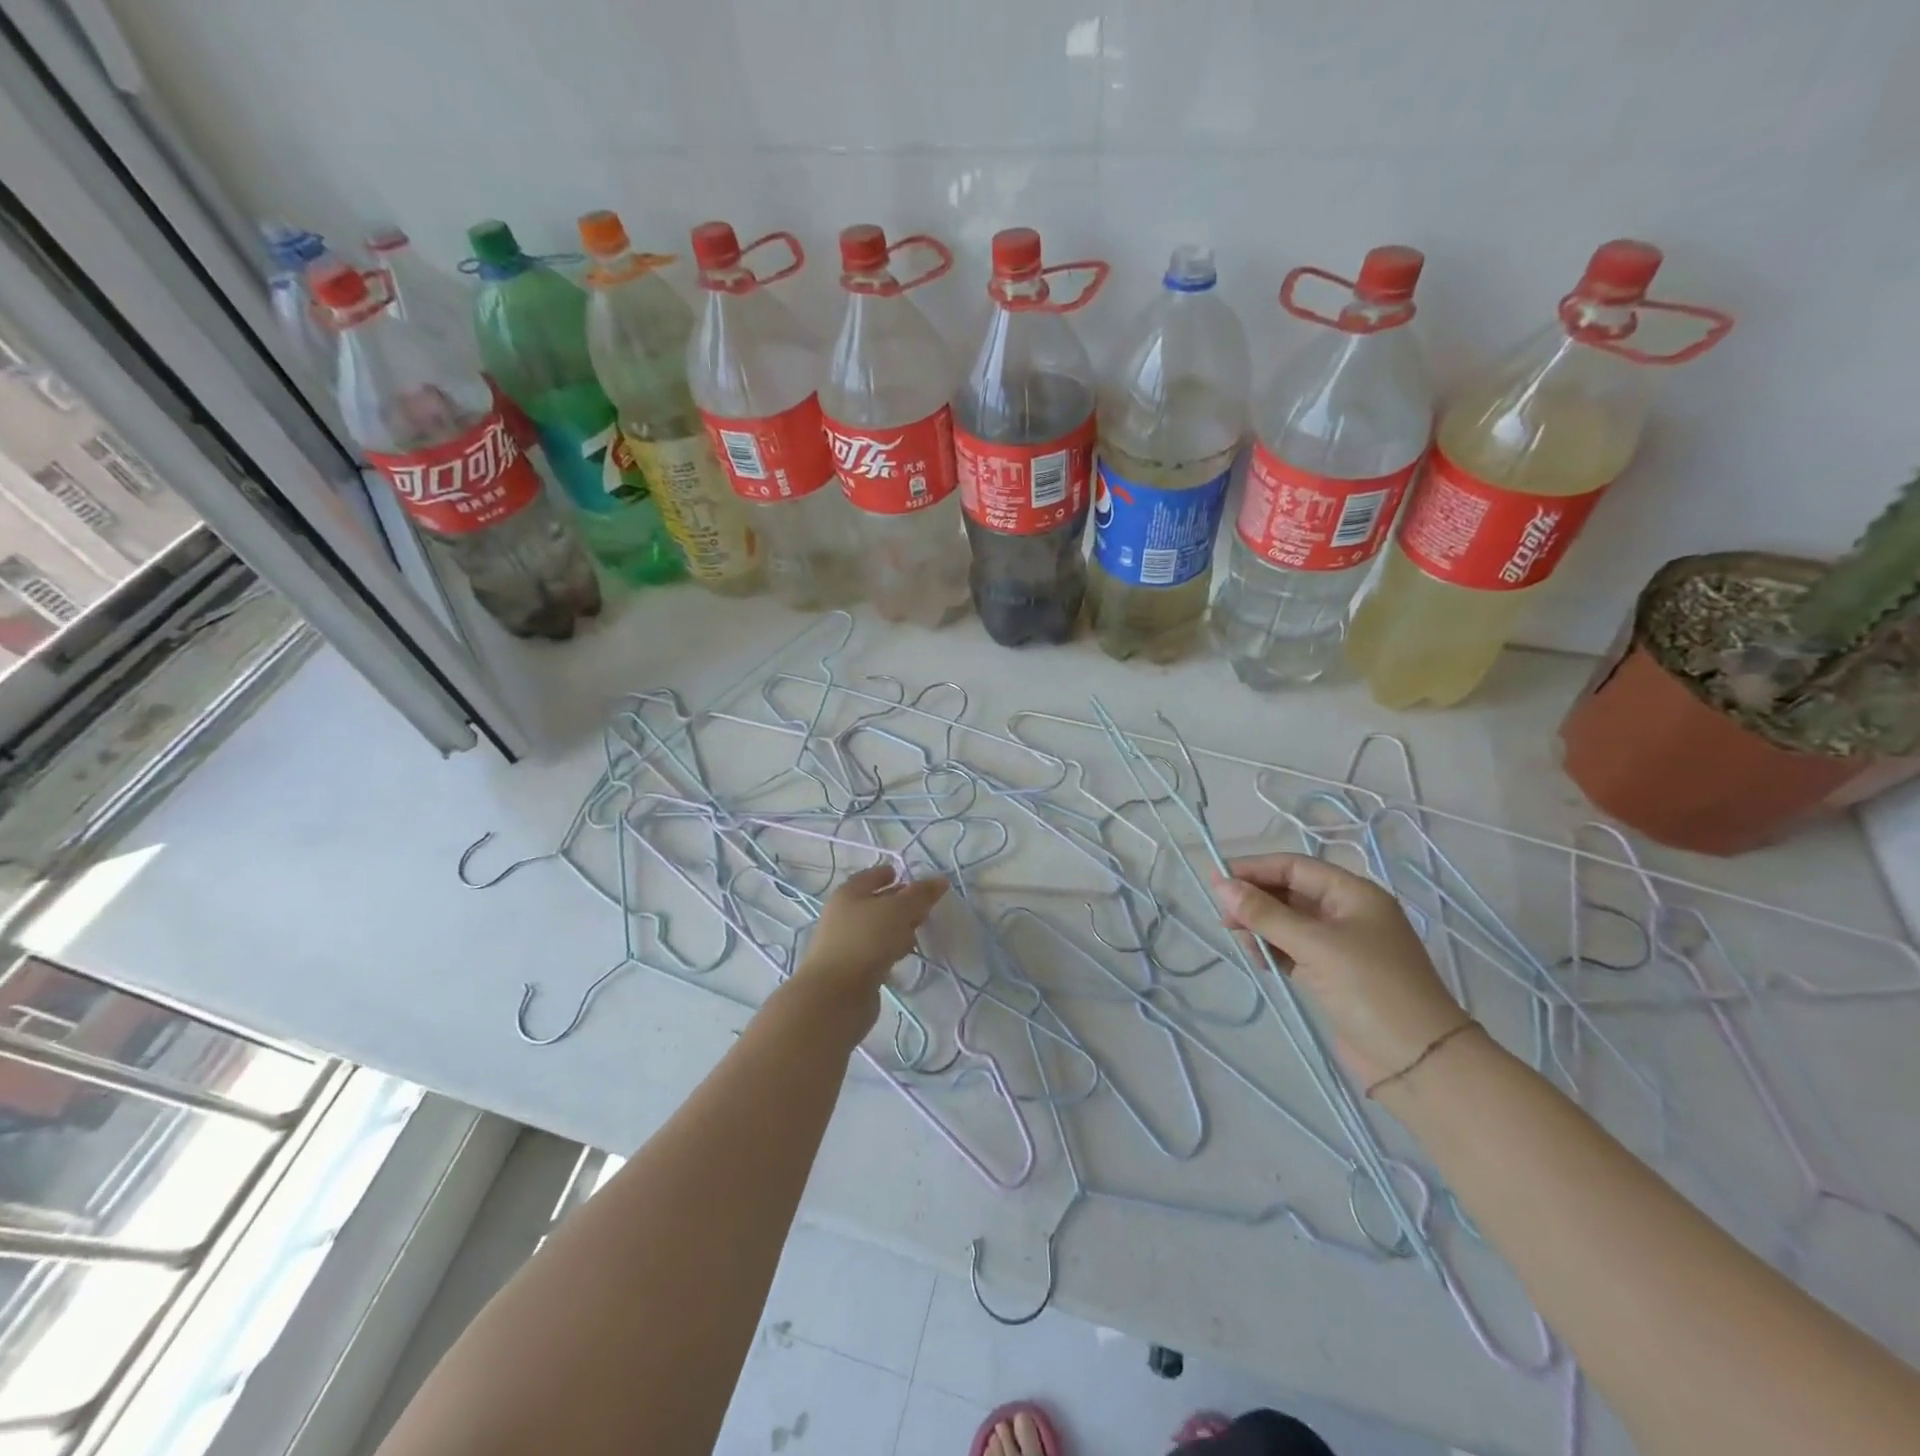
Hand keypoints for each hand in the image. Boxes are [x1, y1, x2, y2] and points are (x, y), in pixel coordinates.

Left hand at [787, 865, 947, 1031]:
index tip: (908, 876)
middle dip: (899, 903)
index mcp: (849, 893)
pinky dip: (890, 950)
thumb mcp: (898, 910)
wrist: (835, 996)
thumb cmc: (866, 941)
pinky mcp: (852, 970)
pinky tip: (904, 956)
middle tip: (923, 907)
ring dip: (897, 929)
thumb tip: (940, 879)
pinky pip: (876, 952)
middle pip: (875, 903)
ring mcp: (846, 944)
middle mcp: (843, 915)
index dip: (889, 874)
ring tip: (918, 933)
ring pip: (877, 929)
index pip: (871, 876)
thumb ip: (920, 895)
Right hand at [1213, 853, 1466, 1088]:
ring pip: (1290, 923)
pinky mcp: (1334, 975)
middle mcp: (1348, 914)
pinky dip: (1274, 950)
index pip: (1295, 867)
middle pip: (1291, 893)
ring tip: (1239, 940)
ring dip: (1262, 926)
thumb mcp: (1315, 946)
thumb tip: (1221, 885)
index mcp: (1354, 894)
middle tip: (1223, 916)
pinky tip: (1259, 960)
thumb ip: (1265, 914)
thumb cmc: (1372, 989)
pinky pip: (1294, 949)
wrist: (1421, 1063)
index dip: (1255, 869)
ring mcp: (1342, 946)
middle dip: (1256, 900)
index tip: (1217, 879)